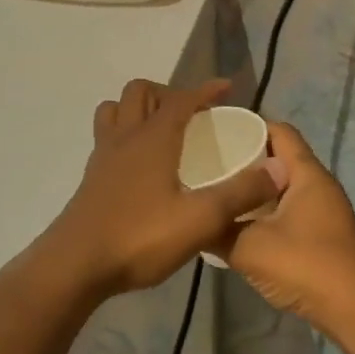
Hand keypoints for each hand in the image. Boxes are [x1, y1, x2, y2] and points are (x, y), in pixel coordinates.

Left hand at [44, 79, 285, 295]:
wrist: (75, 265)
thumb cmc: (139, 237)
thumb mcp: (200, 219)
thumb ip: (240, 194)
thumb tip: (278, 170)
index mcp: (153, 138)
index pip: (182, 99)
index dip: (206, 90)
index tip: (227, 88)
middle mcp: (126, 137)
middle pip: (140, 92)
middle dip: (169, 93)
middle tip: (192, 114)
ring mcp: (103, 156)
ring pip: (115, 110)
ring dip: (138, 108)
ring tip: (162, 130)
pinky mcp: (91, 178)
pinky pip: (107, 137)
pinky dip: (125, 134)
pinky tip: (141, 164)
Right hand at [219, 122, 354, 348]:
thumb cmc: (307, 267)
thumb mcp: (250, 248)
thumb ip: (218, 231)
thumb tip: (193, 222)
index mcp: (307, 174)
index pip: (279, 131)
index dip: (249, 125)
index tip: (215, 129)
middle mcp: (318, 185)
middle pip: (279, 158)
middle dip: (245, 158)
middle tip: (207, 162)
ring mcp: (322, 212)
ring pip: (282, 188)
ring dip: (253, 189)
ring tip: (216, 192)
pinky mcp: (321, 236)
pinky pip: (287, 211)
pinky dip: (264, 212)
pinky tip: (237, 225)